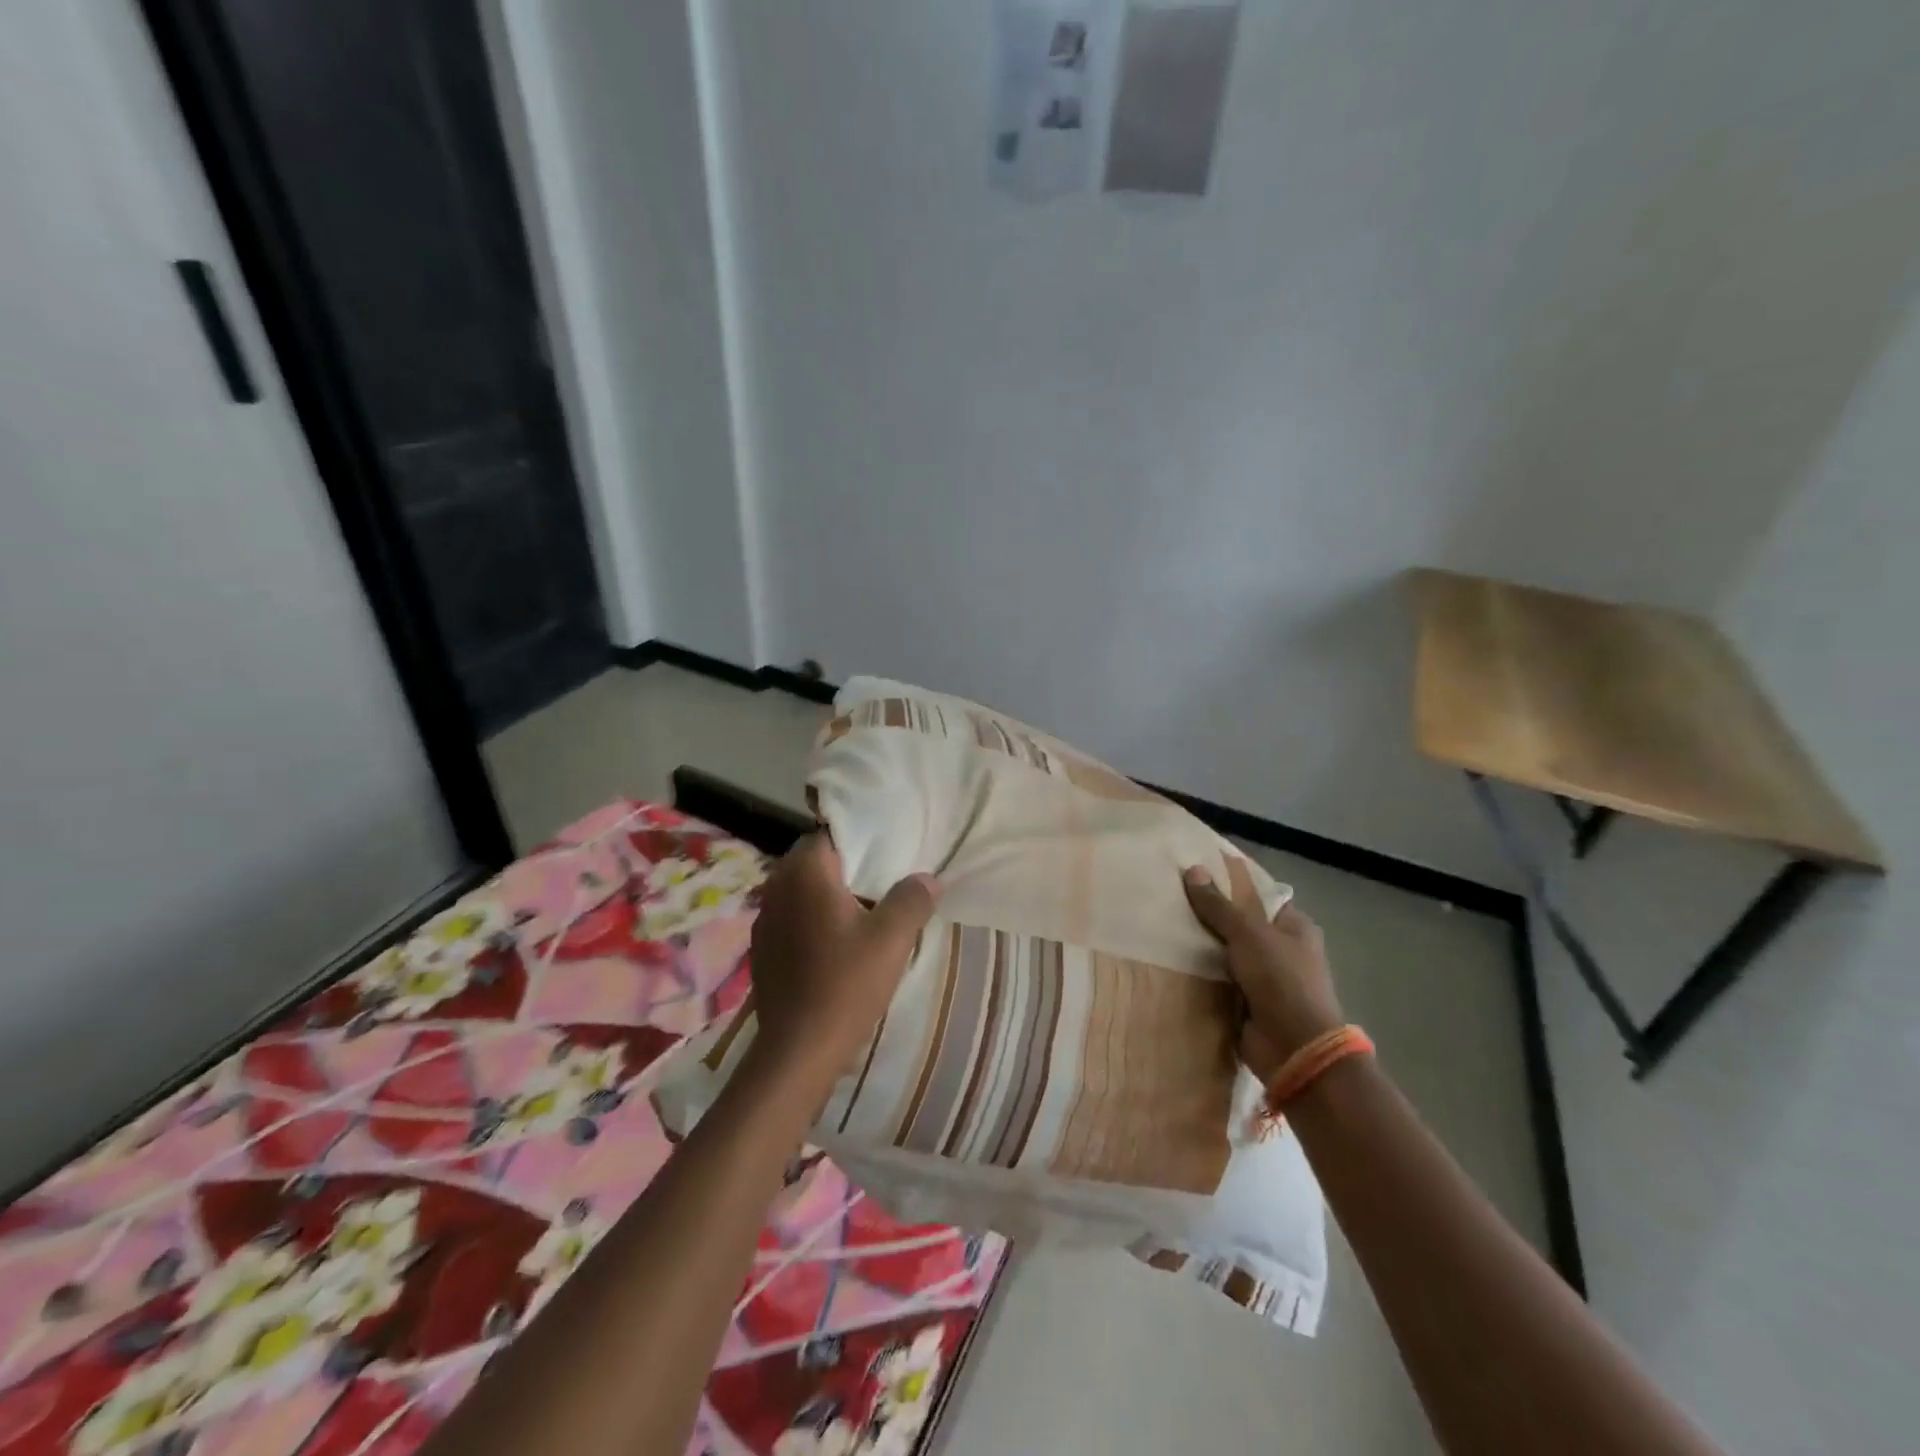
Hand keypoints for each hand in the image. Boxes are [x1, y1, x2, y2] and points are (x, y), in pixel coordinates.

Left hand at [746, 835, 939, 1092]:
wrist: (798, 1050)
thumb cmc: (846, 984)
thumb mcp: (892, 938)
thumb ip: (912, 898)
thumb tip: (929, 878)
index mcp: (805, 872)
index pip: (832, 834)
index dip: (862, 840)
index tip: (889, 852)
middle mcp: (777, 887)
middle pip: (815, 862)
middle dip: (847, 868)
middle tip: (883, 881)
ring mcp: (764, 919)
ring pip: (802, 891)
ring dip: (828, 895)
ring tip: (863, 912)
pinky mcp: (762, 950)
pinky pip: (792, 918)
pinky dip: (813, 920)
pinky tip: (835, 944)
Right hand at [1183, 859, 1344, 1083]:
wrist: (1294, 1048)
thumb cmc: (1281, 979)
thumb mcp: (1248, 933)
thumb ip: (1218, 905)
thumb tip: (1192, 870)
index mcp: (1295, 927)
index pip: (1259, 896)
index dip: (1230, 885)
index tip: (1195, 875)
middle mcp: (1283, 950)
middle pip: (1239, 925)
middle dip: (1209, 918)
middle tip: (1171, 900)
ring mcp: (1266, 979)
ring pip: (1226, 954)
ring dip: (1202, 949)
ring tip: (1163, 926)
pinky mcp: (1248, 1003)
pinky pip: (1219, 981)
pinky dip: (1202, 976)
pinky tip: (1171, 962)